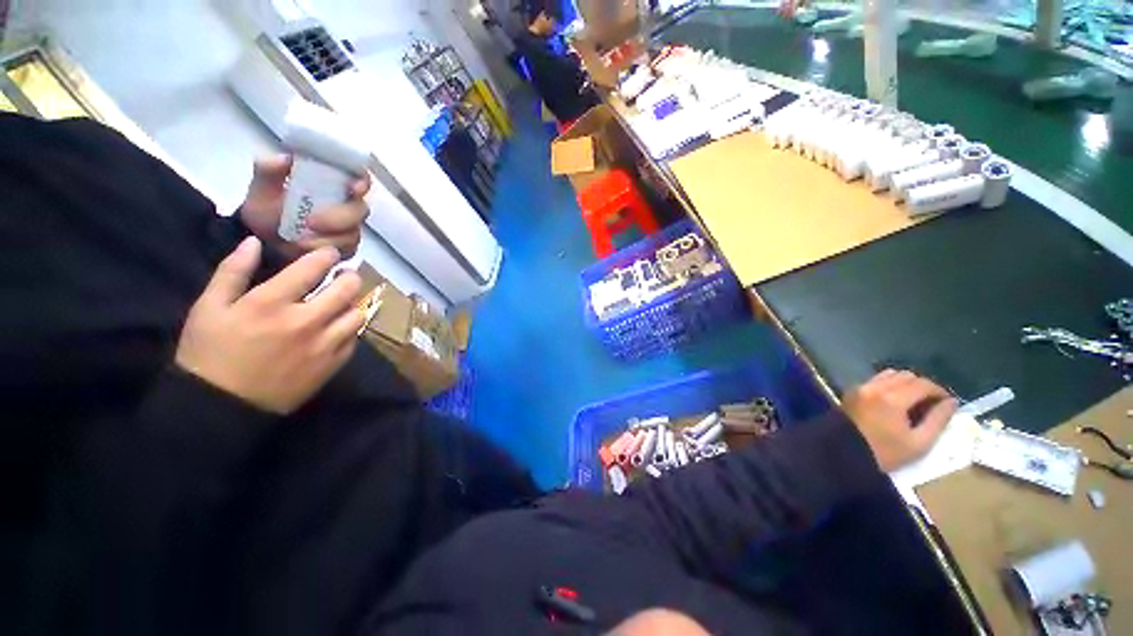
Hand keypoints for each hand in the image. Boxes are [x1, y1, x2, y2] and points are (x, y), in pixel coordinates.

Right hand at [175, 237, 365, 414]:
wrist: (221, 407)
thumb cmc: (209, 353)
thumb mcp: (208, 307)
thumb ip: (232, 271)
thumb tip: (253, 242)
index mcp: (271, 303)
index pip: (312, 269)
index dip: (326, 256)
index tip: (331, 253)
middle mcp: (305, 321)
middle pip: (346, 290)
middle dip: (349, 278)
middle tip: (344, 276)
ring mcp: (323, 345)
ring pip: (357, 315)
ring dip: (352, 304)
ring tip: (343, 302)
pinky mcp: (332, 365)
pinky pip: (355, 340)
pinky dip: (351, 330)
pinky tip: (340, 327)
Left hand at [239, 155, 371, 258]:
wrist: (262, 240)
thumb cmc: (267, 210)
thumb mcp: (262, 187)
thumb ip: (269, 170)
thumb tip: (286, 158)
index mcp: (333, 184)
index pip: (359, 179)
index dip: (362, 182)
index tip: (353, 187)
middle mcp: (348, 206)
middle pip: (360, 211)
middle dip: (339, 218)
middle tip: (310, 223)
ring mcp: (350, 229)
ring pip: (353, 234)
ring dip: (329, 238)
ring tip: (299, 240)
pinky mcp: (347, 249)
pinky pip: (346, 251)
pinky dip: (324, 250)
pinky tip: (305, 249)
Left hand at [842, 369, 957, 471]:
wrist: (843, 454)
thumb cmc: (884, 453)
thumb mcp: (919, 443)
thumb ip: (938, 420)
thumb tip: (951, 402)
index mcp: (892, 398)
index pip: (923, 384)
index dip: (939, 391)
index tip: (947, 403)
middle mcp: (875, 387)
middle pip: (906, 376)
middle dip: (923, 386)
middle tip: (931, 404)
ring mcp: (860, 388)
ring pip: (889, 375)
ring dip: (905, 384)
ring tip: (914, 402)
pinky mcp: (851, 392)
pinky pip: (875, 381)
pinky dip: (889, 385)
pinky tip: (895, 402)